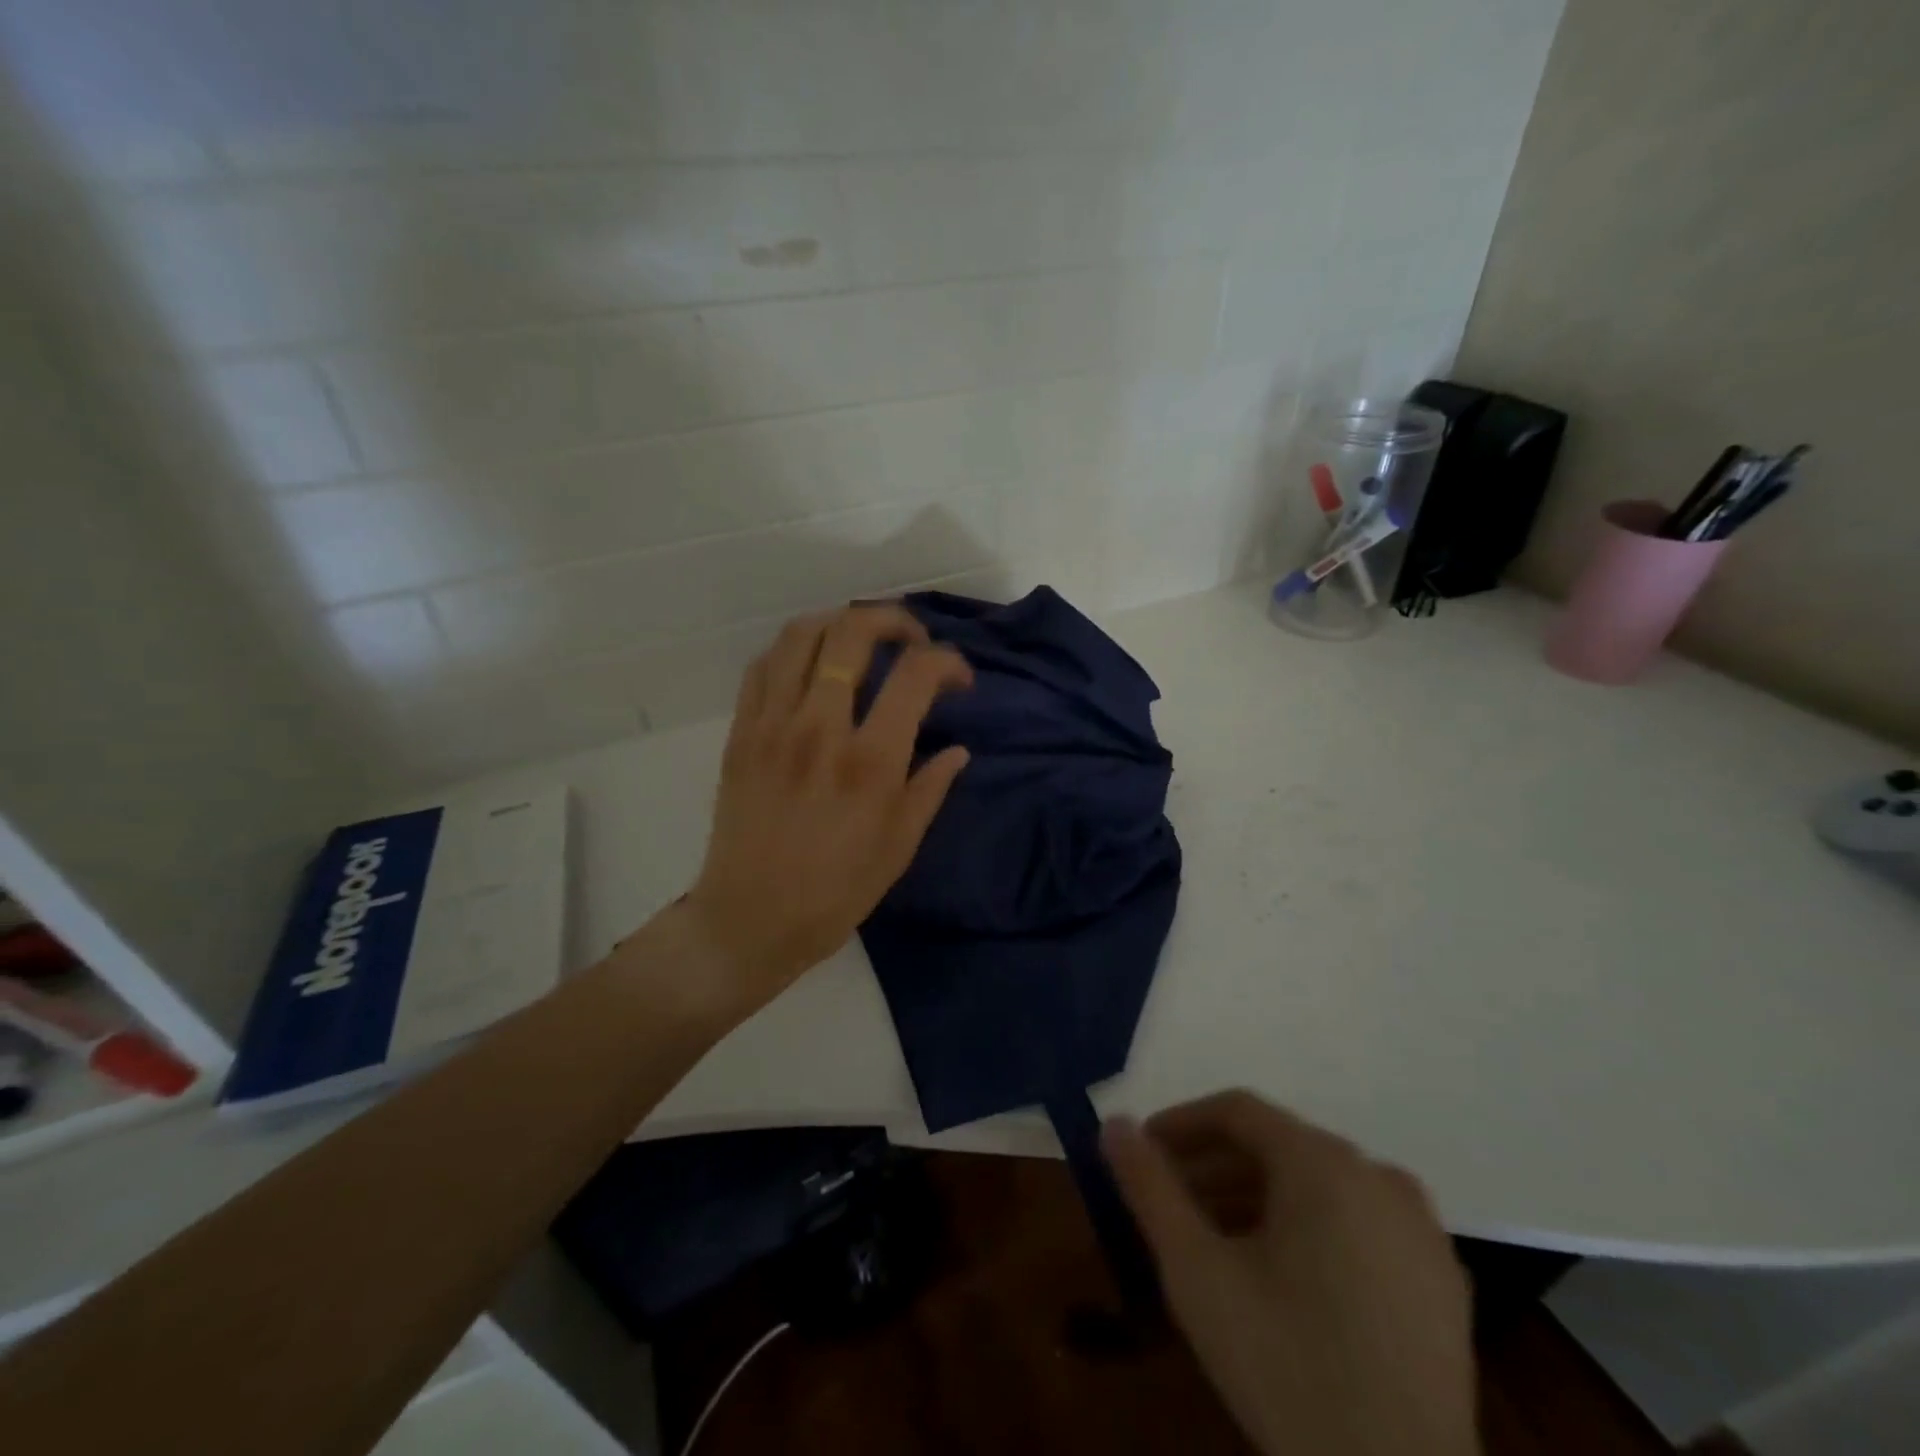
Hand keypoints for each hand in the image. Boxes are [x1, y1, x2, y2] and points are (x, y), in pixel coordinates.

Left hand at [682, 603, 972, 1010]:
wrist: (750, 920)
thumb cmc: (835, 893)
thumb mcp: (899, 848)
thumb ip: (930, 789)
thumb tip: (957, 750)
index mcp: (870, 762)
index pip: (915, 675)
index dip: (947, 661)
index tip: (959, 678)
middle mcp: (820, 729)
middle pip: (852, 633)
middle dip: (893, 619)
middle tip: (912, 639)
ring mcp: (773, 726)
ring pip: (801, 636)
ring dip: (839, 622)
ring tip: (861, 640)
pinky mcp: (740, 734)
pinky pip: (763, 667)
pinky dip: (793, 650)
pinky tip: (812, 664)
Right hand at [1103, 1092, 1477, 1455]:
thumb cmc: (1285, 1364)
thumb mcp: (1196, 1271)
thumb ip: (1149, 1187)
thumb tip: (1112, 1123)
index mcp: (1323, 1162)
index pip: (1238, 1111)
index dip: (1182, 1125)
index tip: (1144, 1153)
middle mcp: (1377, 1175)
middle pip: (1278, 1146)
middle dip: (1215, 1167)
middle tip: (1172, 1204)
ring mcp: (1420, 1229)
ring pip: (1319, 1184)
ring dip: (1259, 1198)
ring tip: (1217, 1240)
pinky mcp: (1443, 1281)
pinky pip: (1360, 1222)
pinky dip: (1311, 1228)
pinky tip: (1285, 1277)